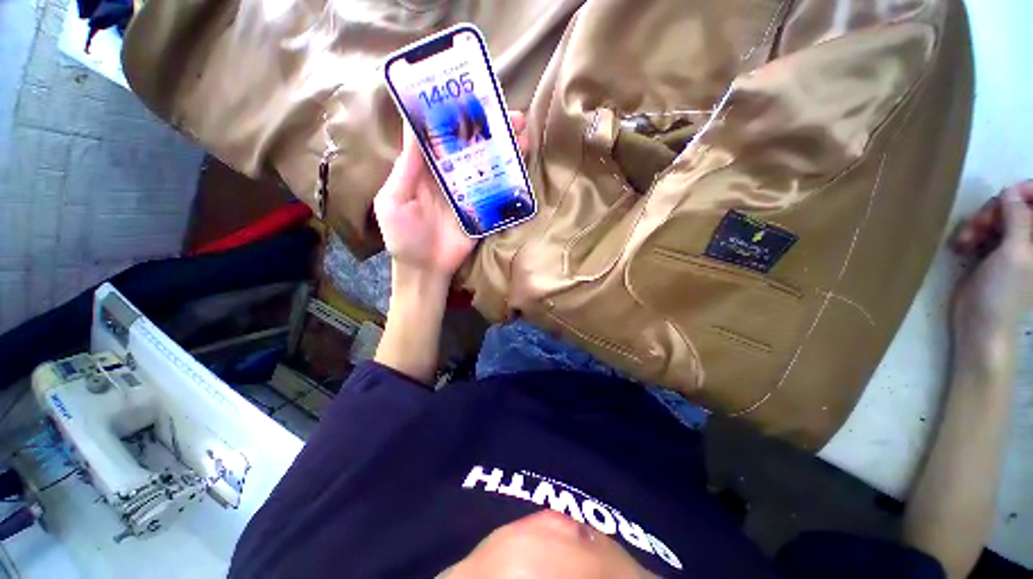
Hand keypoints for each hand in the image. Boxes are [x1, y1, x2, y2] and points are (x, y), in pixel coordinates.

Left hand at [373, 111, 527, 284]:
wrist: (426, 269)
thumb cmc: (403, 236)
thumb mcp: (394, 200)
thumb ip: (406, 169)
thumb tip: (414, 129)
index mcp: (424, 169)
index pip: (438, 134)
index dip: (452, 113)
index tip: (468, 94)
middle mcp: (449, 175)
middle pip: (470, 145)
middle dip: (487, 127)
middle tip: (506, 111)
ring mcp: (469, 192)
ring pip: (487, 163)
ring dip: (503, 146)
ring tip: (522, 130)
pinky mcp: (483, 208)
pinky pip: (497, 189)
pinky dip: (510, 174)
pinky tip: (521, 160)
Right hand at [950, 181, 1032, 377]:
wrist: (981, 324)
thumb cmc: (1005, 292)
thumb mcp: (1015, 252)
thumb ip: (1018, 218)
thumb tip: (1011, 190)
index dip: (1025, 192)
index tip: (1006, 195)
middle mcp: (1031, 239)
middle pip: (1018, 205)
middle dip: (995, 210)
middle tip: (978, 225)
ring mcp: (1014, 245)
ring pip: (999, 215)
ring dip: (980, 222)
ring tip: (965, 239)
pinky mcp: (994, 251)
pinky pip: (985, 228)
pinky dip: (972, 231)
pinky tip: (962, 244)